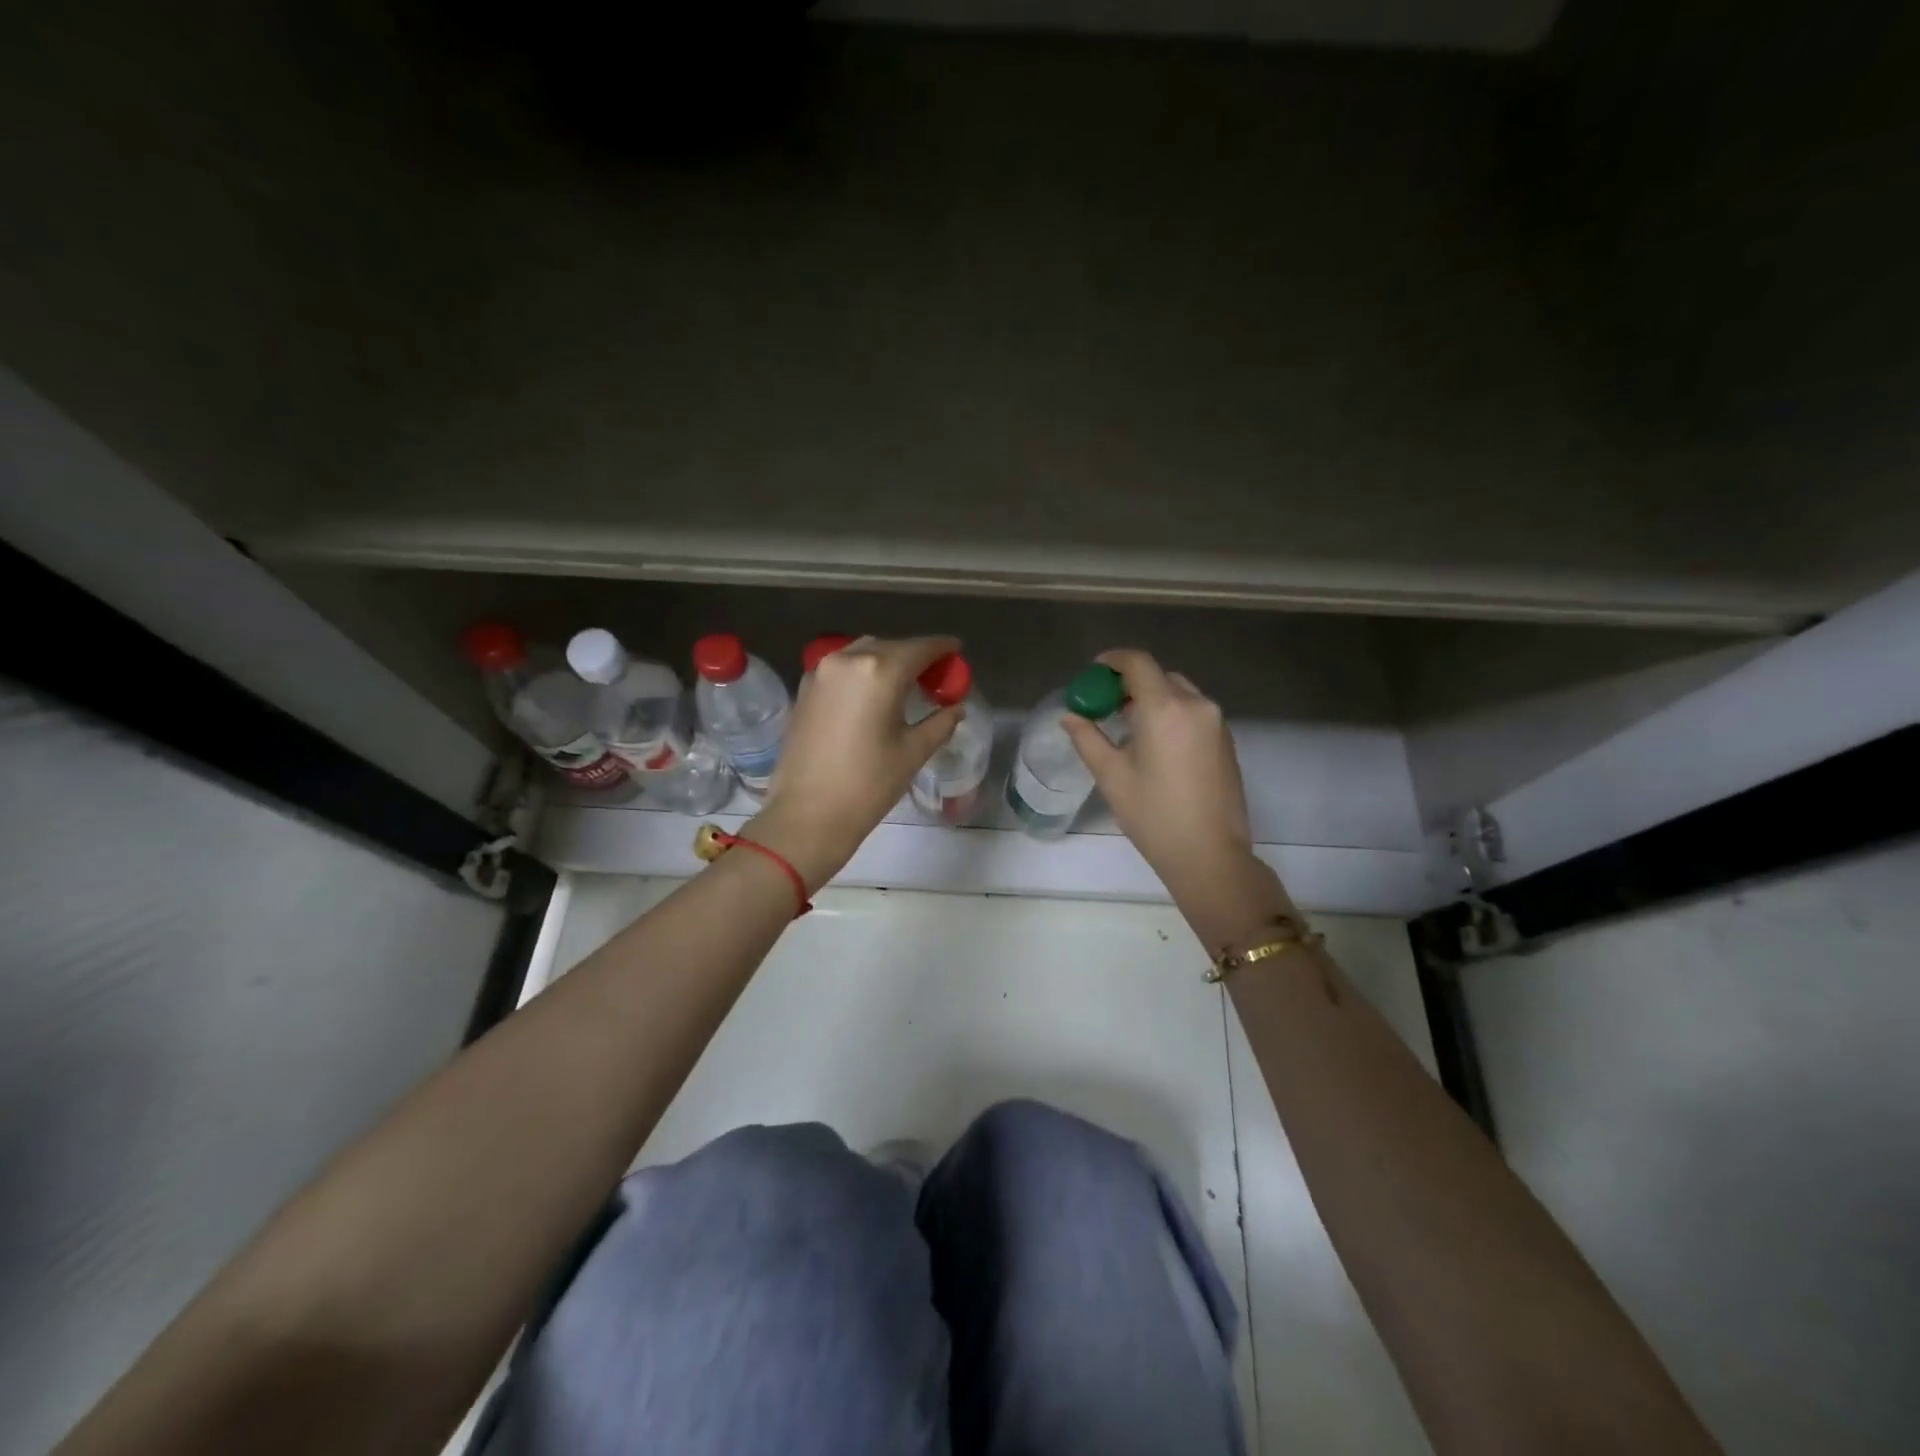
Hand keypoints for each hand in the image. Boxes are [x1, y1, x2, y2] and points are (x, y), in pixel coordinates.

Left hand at [747, 635, 961, 891]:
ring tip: (903, 685)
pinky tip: (871, 696)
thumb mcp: (913, 752)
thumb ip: (940, 723)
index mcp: (880, 670)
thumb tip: (956, 708)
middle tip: (934, 676)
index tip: (957, 650)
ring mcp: (820, 672)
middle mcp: (847, 660)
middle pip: (890, 647)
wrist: (807, 814)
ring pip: (862, 654)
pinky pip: (841, 669)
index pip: (920, 648)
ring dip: (886, 662)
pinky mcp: (804, 689)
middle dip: (914, 657)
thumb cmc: (868, 784)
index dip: (942, 647)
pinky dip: (861, 674)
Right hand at [1062, 650, 1267, 923]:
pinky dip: (1172, 713)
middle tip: (1107, 703)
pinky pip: (1194, 711)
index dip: (1113, 660)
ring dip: (1153, 698)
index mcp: (1165, 708)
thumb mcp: (1111, 776)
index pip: (1138, 663)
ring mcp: (1216, 722)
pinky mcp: (1226, 741)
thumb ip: (1087, 738)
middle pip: (1160, 676)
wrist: (1210, 855)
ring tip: (1129, 725)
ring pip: (1179, 693)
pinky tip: (1156, 742)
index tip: (1094, 672)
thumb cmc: (1154, 815)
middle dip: (1131, 682)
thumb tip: (1070, 717)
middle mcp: (1196, 705)